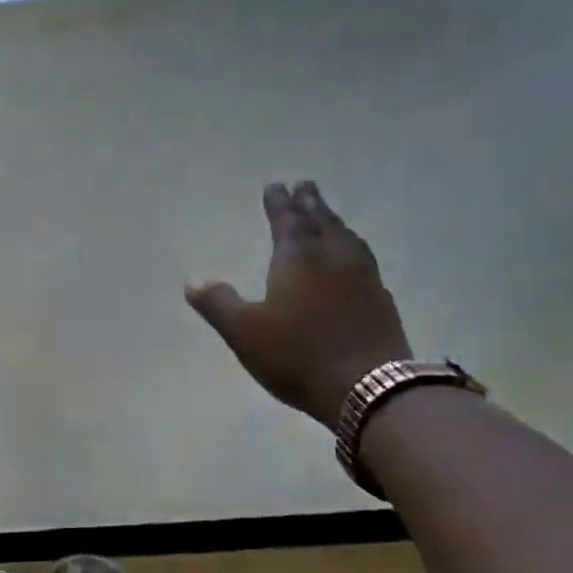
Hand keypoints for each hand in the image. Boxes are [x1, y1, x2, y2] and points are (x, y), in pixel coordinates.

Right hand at [186, 180, 411, 430]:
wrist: (367, 386)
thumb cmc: (297, 355)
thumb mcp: (244, 332)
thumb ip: (218, 303)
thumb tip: (192, 280)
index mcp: (298, 259)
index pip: (287, 221)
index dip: (279, 203)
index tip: (276, 185)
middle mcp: (333, 258)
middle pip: (321, 222)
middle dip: (310, 203)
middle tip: (305, 185)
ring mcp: (362, 277)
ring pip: (346, 238)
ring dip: (334, 222)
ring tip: (327, 216)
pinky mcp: (380, 300)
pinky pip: (363, 260)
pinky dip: (352, 248)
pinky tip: (352, 259)